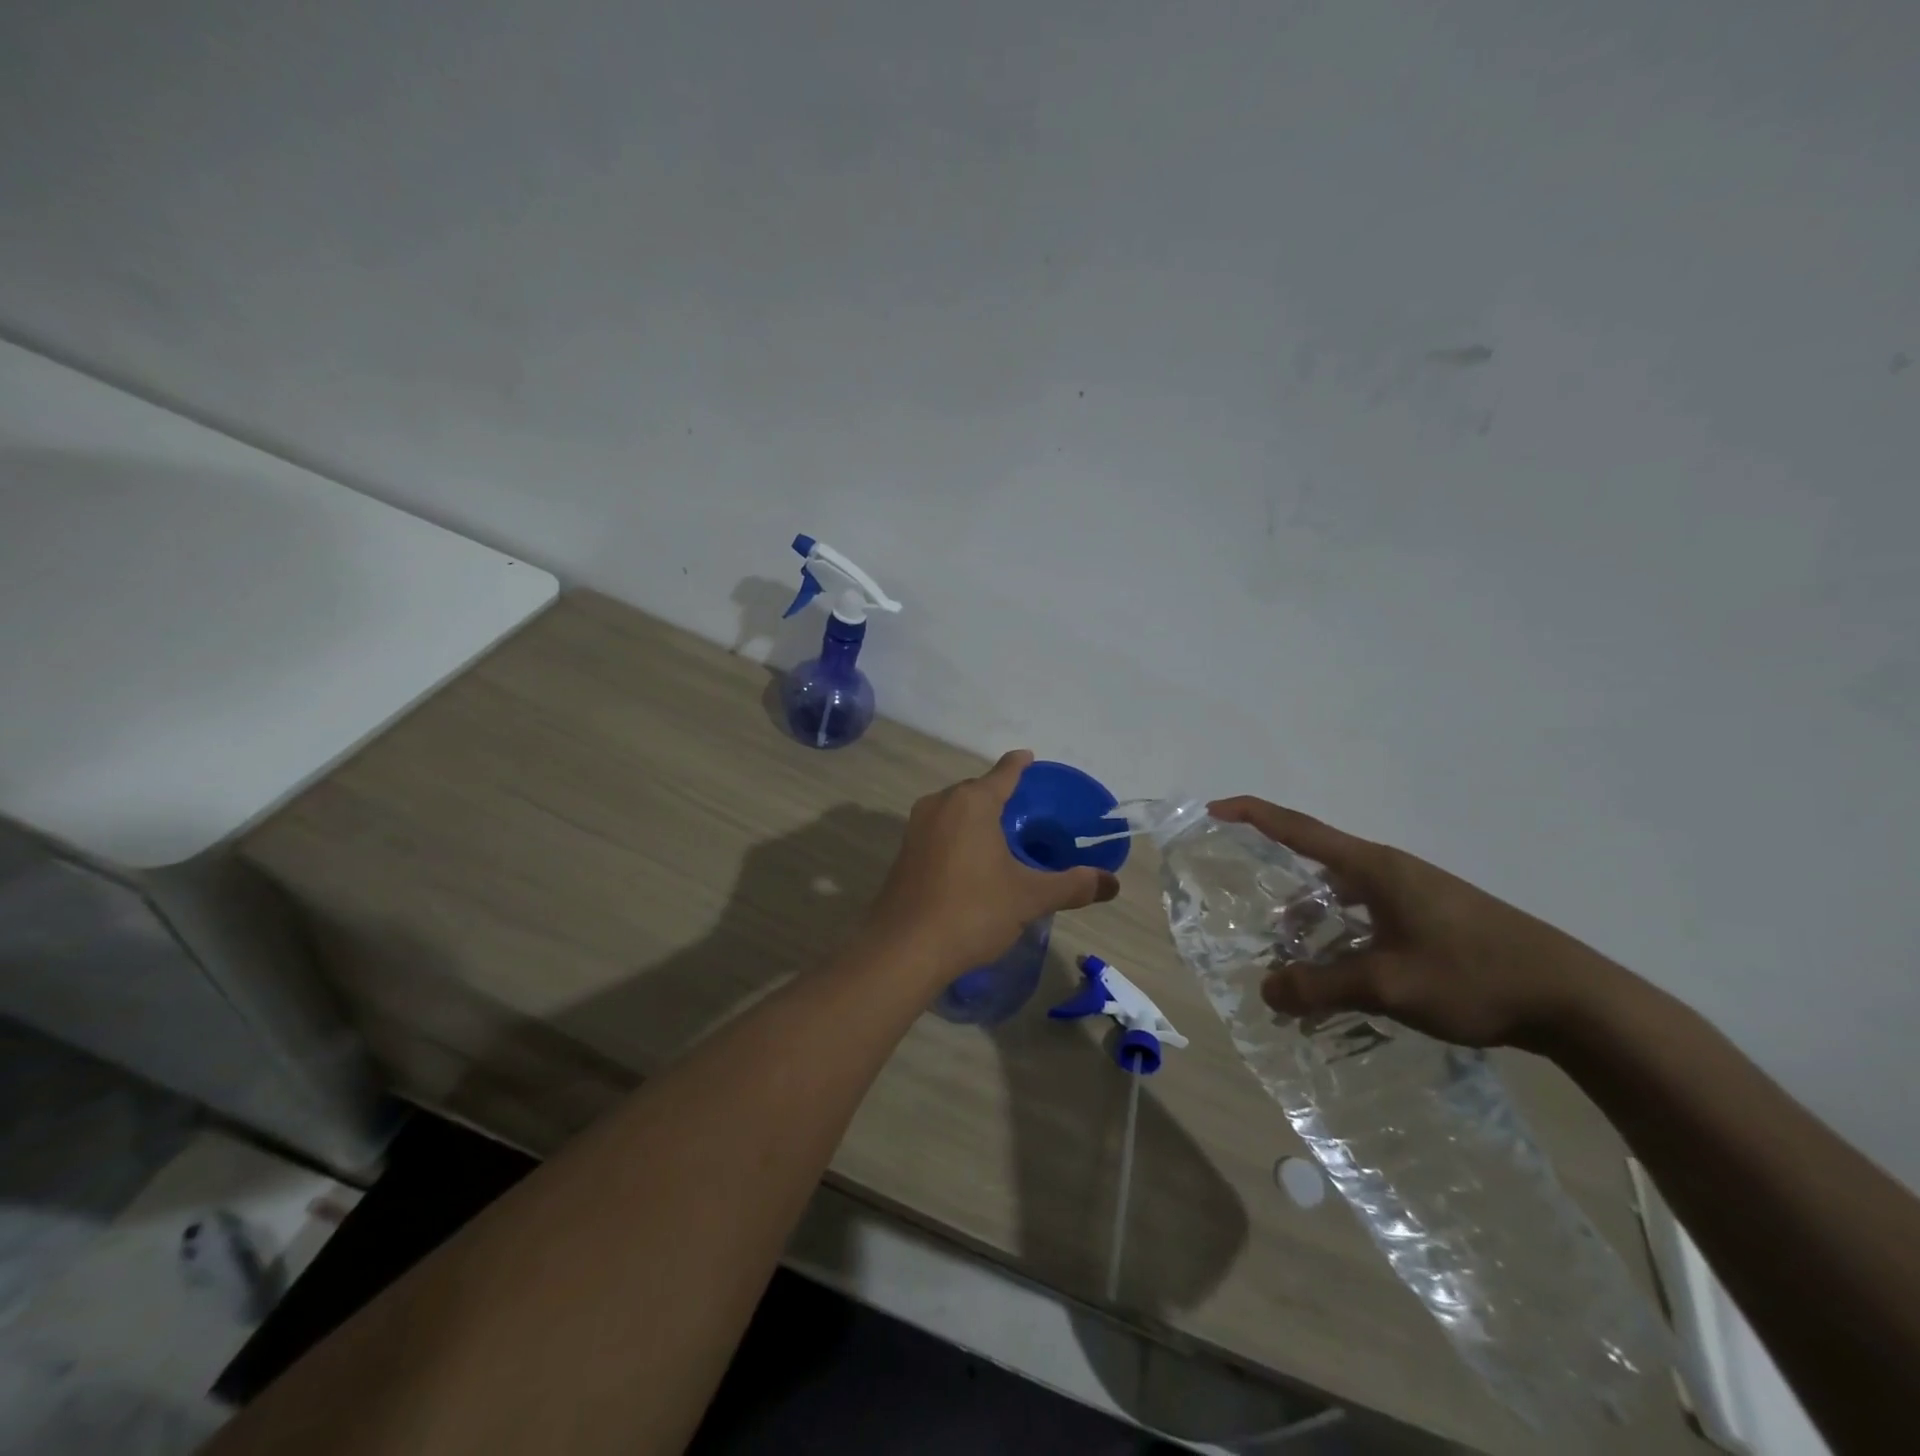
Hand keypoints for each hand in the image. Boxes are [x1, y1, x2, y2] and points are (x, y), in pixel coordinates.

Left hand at [866, 751, 1120, 982]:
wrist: (904, 949)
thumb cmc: (972, 911)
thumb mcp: (1029, 898)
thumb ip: (1072, 886)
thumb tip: (1112, 883)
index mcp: (972, 802)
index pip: (1003, 772)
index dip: (1019, 764)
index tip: (1029, 757)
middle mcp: (941, 804)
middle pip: (977, 790)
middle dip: (999, 795)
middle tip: (1026, 810)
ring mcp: (917, 827)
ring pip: (955, 810)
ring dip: (977, 816)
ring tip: (1001, 835)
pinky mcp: (904, 852)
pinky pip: (940, 830)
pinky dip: (959, 835)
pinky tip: (972, 860)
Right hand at [1209, 796, 1638, 1051]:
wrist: (1575, 999)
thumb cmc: (1474, 975)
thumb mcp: (1388, 984)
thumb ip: (1321, 986)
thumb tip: (1266, 990)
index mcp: (1373, 867)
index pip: (1297, 828)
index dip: (1251, 815)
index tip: (1212, 811)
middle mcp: (1388, 871)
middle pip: (1314, 865)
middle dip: (1276, 889)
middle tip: (1248, 918)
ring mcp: (1413, 895)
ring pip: (1341, 899)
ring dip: (1312, 926)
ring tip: (1293, 967)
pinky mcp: (1430, 919)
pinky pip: (1366, 919)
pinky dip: (1341, 941)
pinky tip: (1341, 980)